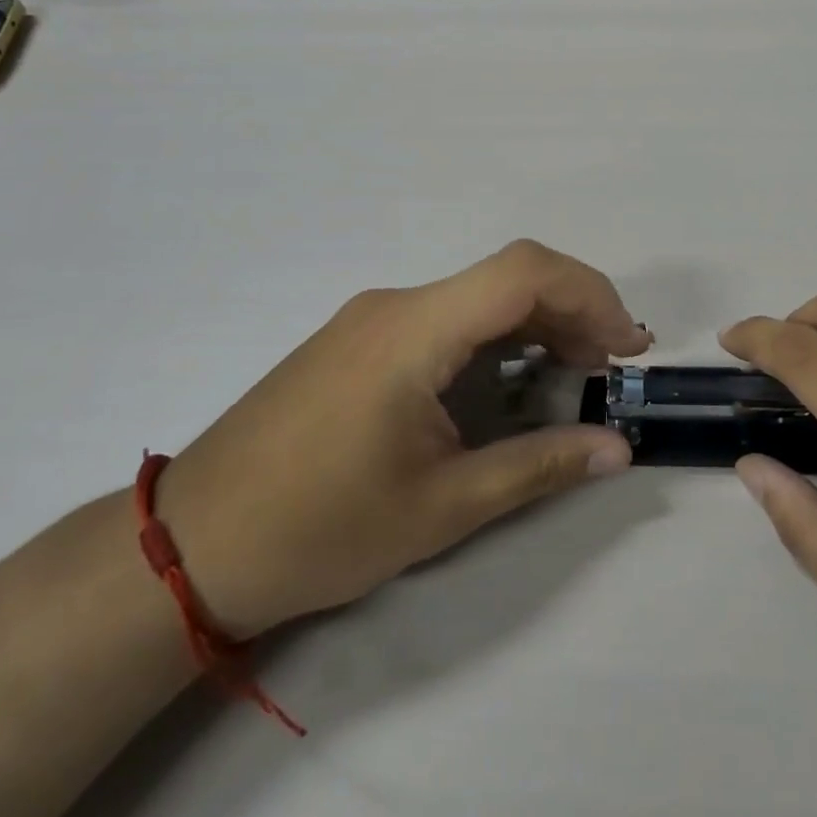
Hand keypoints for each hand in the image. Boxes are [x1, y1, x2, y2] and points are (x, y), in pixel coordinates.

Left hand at [155, 241, 650, 638]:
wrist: (191, 545)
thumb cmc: (318, 528)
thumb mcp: (441, 507)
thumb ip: (537, 467)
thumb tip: (619, 451)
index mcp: (414, 330)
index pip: (523, 271)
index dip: (589, 294)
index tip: (626, 347)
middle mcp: (396, 304)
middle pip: (506, 277)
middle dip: (572, 312)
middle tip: (614, 368)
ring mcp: (373, 318)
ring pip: (477, 296)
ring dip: (536, 324)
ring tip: (577, 374)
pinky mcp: (361, 340)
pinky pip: (446, 318)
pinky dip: (495, 338)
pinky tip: (512, 380)